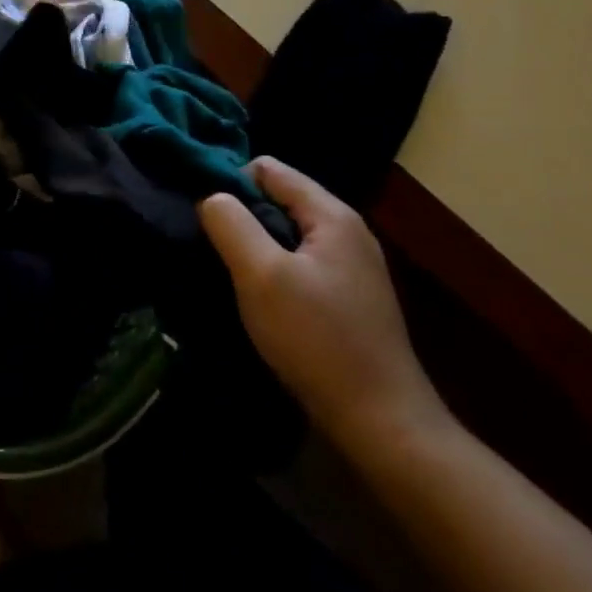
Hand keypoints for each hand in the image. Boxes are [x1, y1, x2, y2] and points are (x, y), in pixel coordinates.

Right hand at [200, 158, 451, 454]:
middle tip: (217, 252)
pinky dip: (275, 271)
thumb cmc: (317, 340)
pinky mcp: (349, 296)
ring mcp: (352, 265)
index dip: (231, 184)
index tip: (209, 221)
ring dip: (257, 247)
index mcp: (331, 214)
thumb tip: (210, 196)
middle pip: (279, 198)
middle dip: (243, 217)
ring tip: (235, 277)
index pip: (268, 168)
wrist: (382, 422)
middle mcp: (347, 230)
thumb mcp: (261, 275)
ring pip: (287, 233)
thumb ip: (231, 224)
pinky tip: (262, 301)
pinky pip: (300, 262)